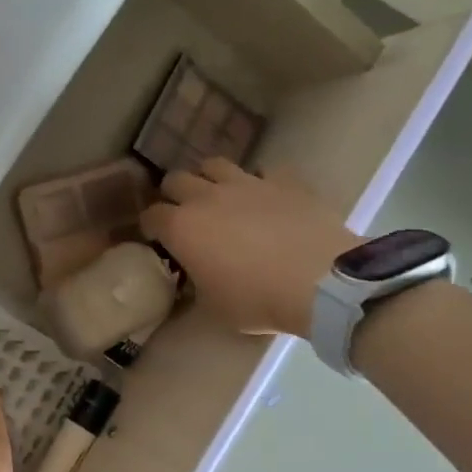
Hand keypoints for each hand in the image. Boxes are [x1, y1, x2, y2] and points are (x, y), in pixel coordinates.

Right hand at [140, 160, 353, 335]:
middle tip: (184, 215)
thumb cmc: (256, 300)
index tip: (157, 240)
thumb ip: (195, 285)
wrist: (320, 282)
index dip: (150, 227)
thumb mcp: (212, 306)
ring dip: (210, 179)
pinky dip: (260, 182)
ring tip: (219, 197)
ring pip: (214, 164)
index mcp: (181, 228)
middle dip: (174, 195)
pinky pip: (264, 171)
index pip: (151, 216)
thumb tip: (193, 279)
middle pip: (175, 179)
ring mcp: (247, 183)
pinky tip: (266, 199)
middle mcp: (206, 197)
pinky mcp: (284, 181)